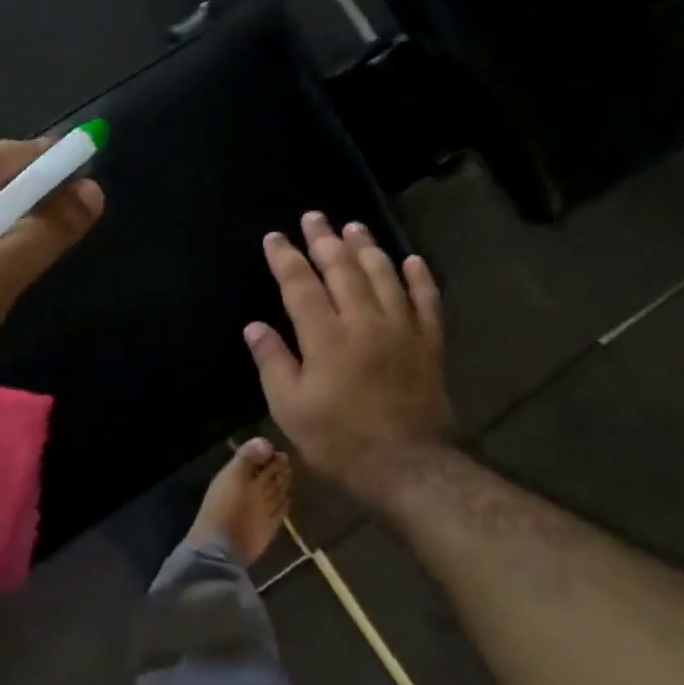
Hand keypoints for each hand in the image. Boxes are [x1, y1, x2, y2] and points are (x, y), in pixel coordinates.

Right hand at [244, 212, 451, 486]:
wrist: (406, 467)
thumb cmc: (338, 441)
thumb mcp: (289, 408)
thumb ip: (273, 362)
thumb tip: (254, 326)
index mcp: (326, 337)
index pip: (300, 285)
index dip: (286, 258)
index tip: (275, 237)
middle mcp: (364, 323)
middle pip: (343, 271)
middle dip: (325, 241)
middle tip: (315, 217)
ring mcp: (401, 331)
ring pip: (384, 277)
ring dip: (367, 249)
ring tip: (354, 227)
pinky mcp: (428, 345)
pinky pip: (427, 302)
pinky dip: (420, 279)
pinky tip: (412, 261)